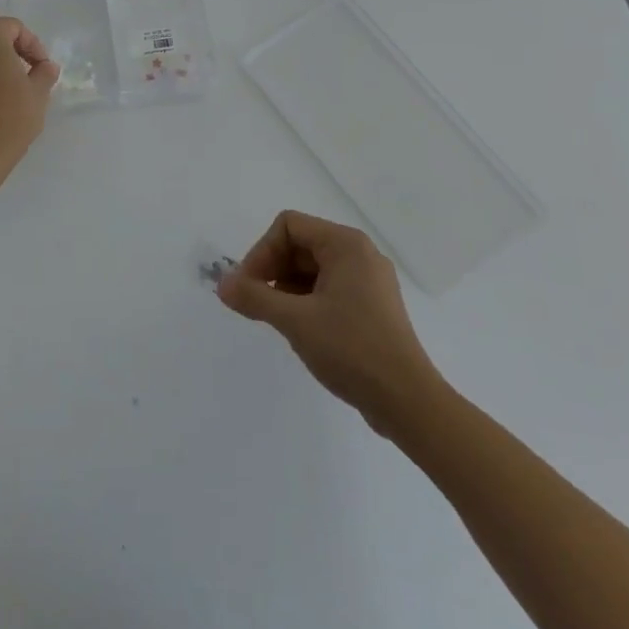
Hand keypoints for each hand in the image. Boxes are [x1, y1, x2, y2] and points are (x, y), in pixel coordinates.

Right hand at [217, 211, 445, 429]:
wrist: (407, 401)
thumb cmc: (351, 349)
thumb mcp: (294, 320)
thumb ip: (254, 297)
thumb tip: (221, 284)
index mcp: (346, 245)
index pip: (289, 226)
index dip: (262, 252)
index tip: (248, 287)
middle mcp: (360, 254)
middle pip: (300, 244)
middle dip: (272, 269)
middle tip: (256, 304)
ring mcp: (369, 281)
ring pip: (312, 268)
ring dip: (286, 287)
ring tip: (276, 319)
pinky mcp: (371, 306)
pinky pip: (328, 288)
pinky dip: (306, 300)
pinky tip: (299, 328)